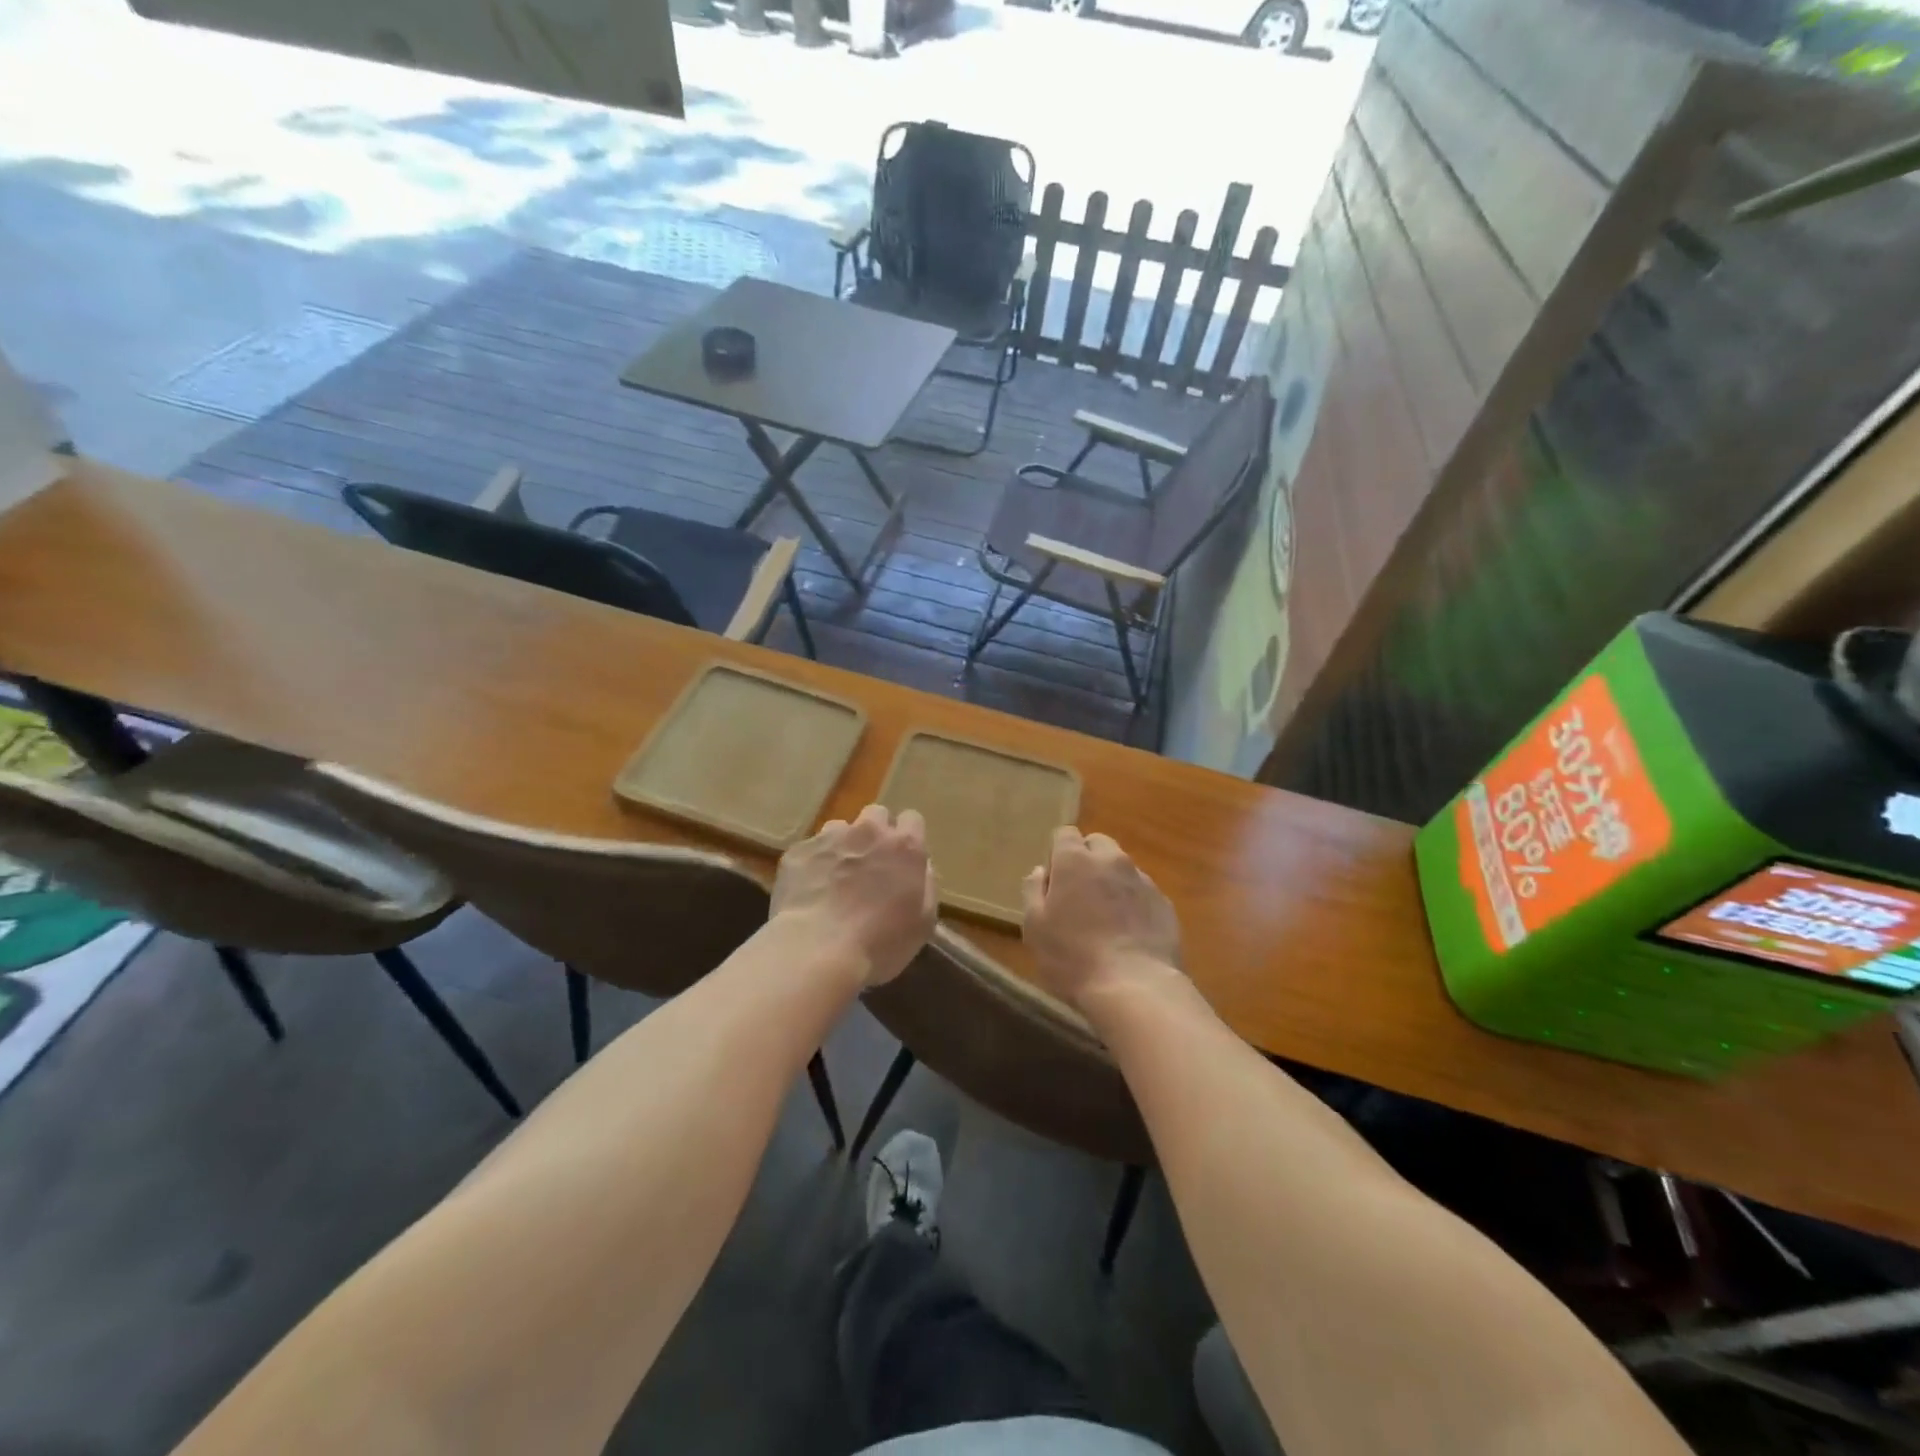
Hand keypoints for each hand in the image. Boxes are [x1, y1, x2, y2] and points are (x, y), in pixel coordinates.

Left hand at [771, 805, 937, 987]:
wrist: (818, 950)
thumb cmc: (880, 942)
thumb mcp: (923, 922)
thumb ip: (926, 884)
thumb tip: (920, 867)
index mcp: (904, 846)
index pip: (912, 819)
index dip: (907, 837)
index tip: (902, 859)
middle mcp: (869, 831)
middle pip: (876, 814)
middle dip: (876, 833)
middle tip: (871, 865)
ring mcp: (830, 838)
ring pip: (840, 828)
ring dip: (843, 845)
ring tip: (836, 878)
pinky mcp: (798, 851)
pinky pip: (811, 849)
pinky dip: (814, 864)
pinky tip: (811, 891)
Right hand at [1022, 826, 1181, 1009]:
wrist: (1135, 987)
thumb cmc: (1073, 957)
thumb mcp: (1035, 927)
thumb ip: (1033, 891)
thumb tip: (1041, 870)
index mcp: (1075, 860)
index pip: (1064, 833)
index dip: (1057, 853)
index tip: (1054, 880)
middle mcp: (1111, 860)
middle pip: (1097, 843)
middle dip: (1087, 859)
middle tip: (1079, 895)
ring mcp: (1142, 880)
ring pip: (1122, 867)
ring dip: (1111, 881)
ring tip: (1106, 917)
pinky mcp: (1164, 903)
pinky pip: (1143, 892)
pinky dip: (1133, 903)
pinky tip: (1129, 933)